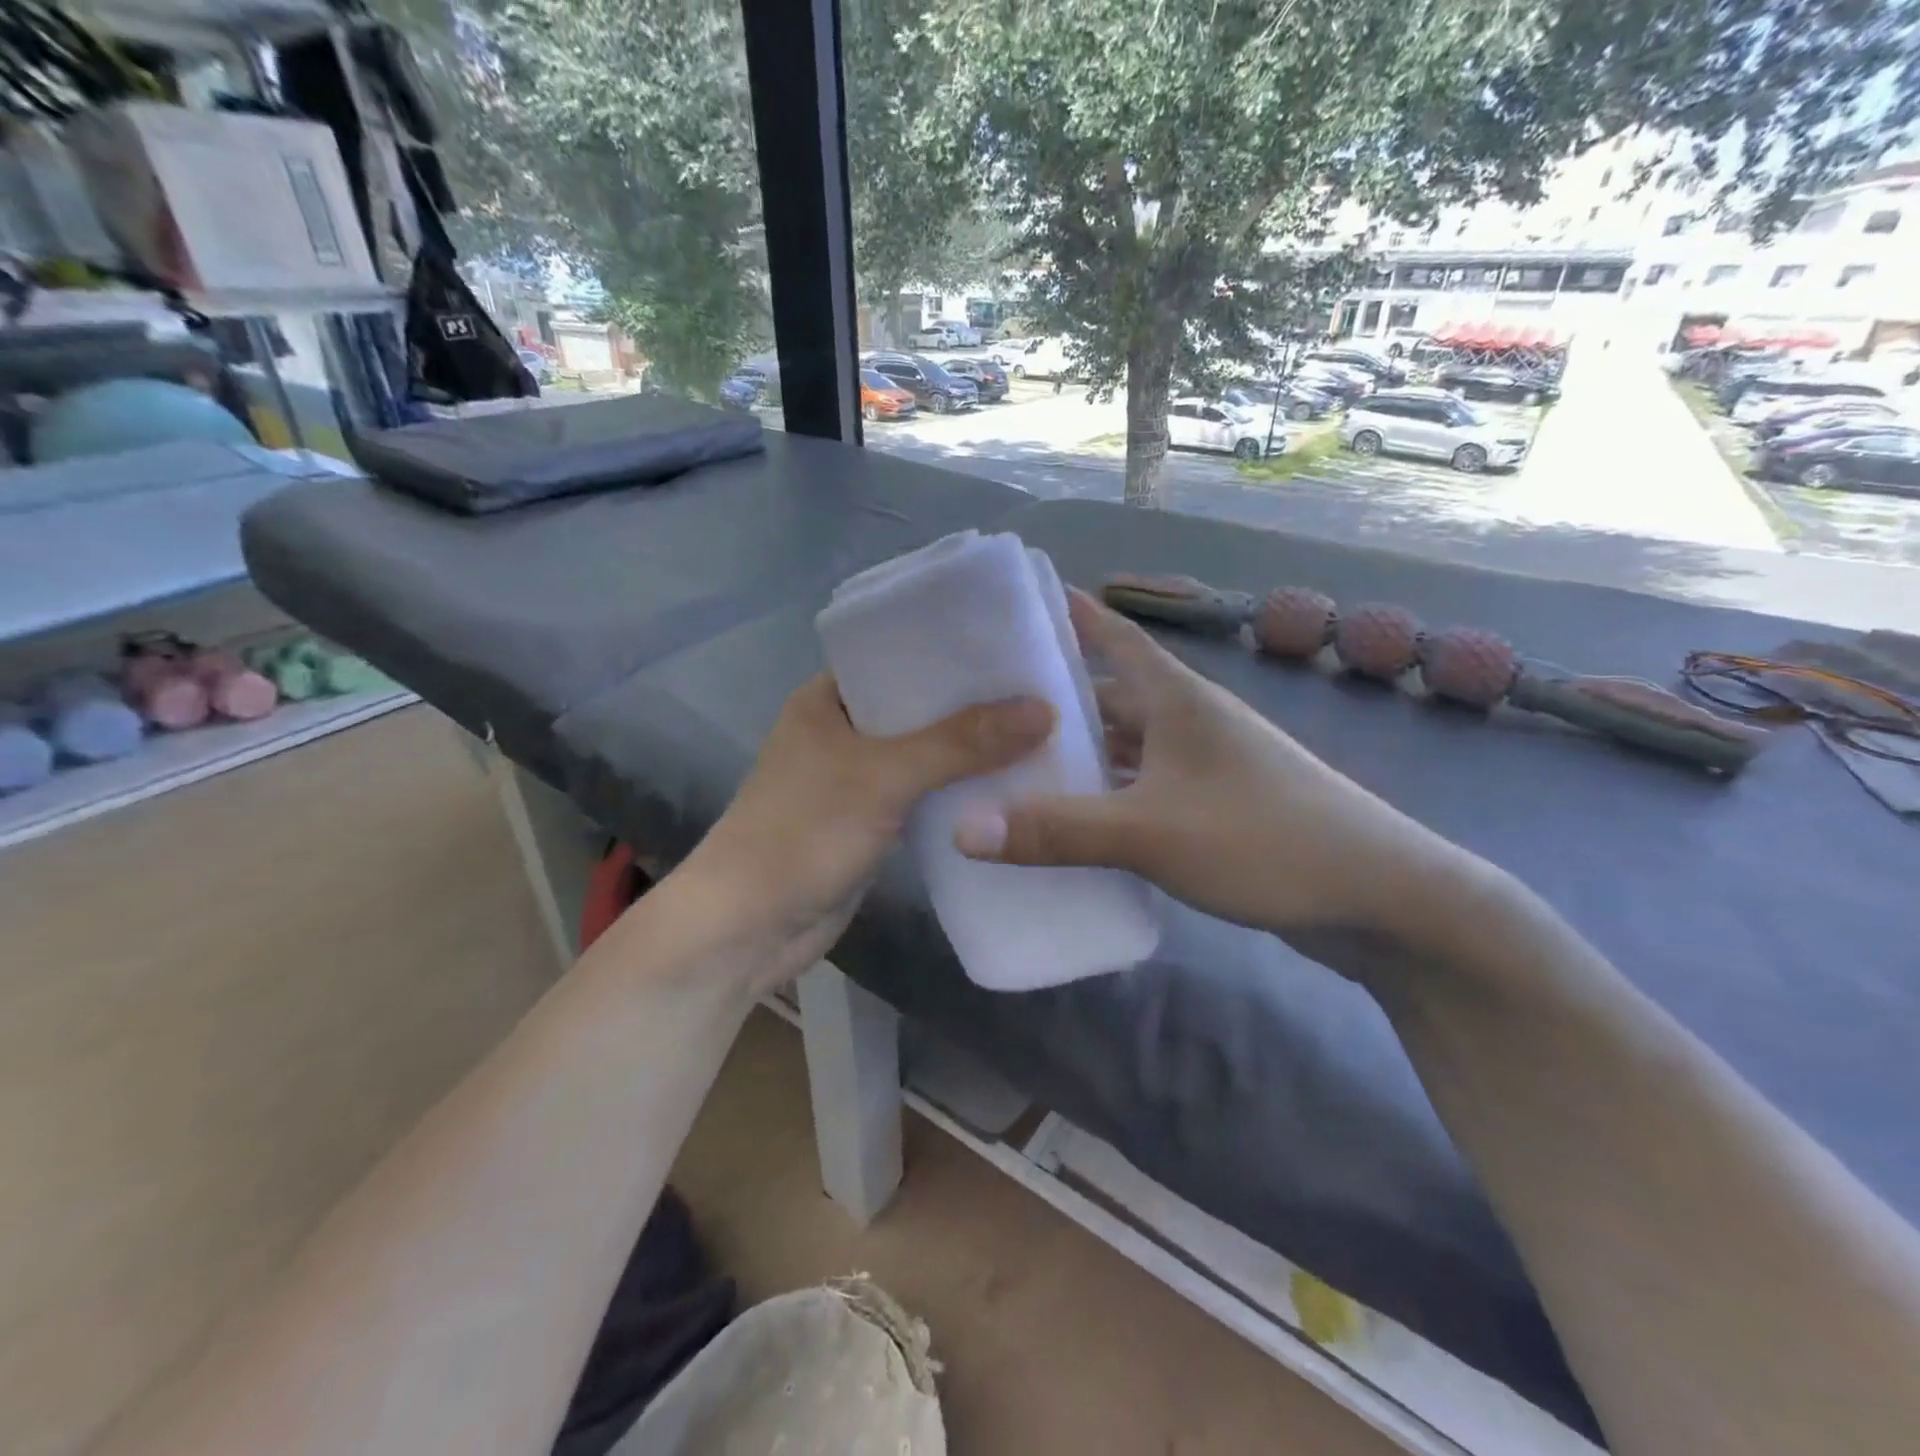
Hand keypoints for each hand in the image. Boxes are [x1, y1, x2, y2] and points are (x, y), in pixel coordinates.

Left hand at [675, 675, 1053, 991]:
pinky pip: (924, 793)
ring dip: (971, 750)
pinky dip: (958, 789)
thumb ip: (961, 743)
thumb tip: (1044, 709)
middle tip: (1043, 688)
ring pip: (925, 752)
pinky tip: (1009, 785)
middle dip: (973, 703)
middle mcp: (842, 729)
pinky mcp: (872, 820)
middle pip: (919, 705)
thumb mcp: (883, 777)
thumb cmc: (803, 833)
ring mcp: (857, 777)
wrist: (750, 927)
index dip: (954, 650)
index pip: (899, 654)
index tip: (1014, 645)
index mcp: (828, 697)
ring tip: (1042, 731)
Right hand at [954, 591, 1481, 949]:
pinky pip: (1140, 791)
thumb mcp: (1151, 832)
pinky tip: (1069, 823)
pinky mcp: (1212, 809)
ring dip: (1076, 757)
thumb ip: (1057, 829)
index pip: (1112, 634)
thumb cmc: (1266, 839)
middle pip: (1108, 696)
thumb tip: (962, 830)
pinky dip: (1104, 799)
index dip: (1065, 615)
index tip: (1008, 609)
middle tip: (980, 711)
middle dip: (1050, 702)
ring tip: (1008, 769)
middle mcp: (1188, 721)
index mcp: (1176, 698)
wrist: (1381, 900)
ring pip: (1123, 749)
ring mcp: (1203, 766)